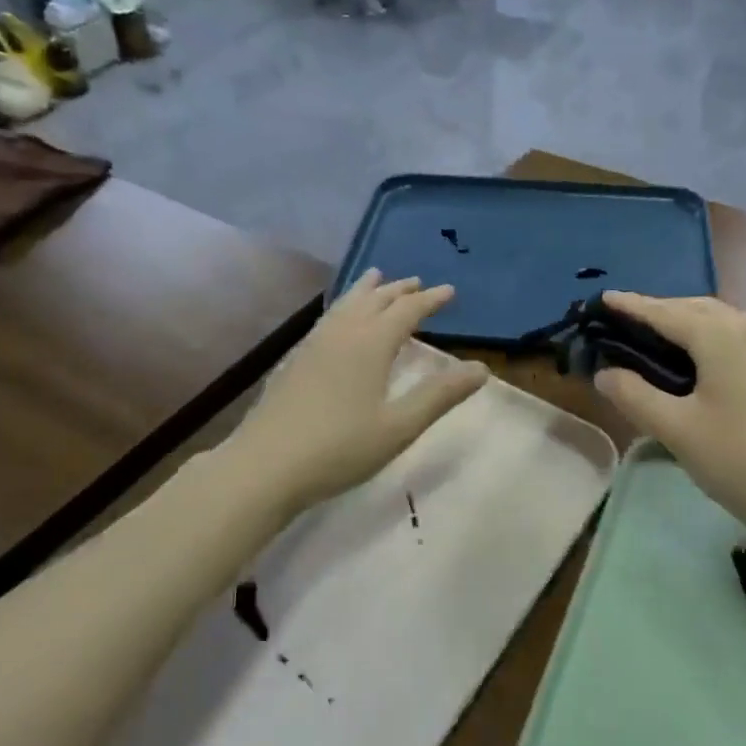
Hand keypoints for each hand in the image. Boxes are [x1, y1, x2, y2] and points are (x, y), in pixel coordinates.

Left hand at [231, 271, 488, 515]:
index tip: (449, 291)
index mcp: (371, 344)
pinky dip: (343, 306)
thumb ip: (439, 395)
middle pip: (374, 300)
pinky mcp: (295, 360)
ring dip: (366, 290)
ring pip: (345, 304)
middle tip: (417, 282)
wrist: (264, 466)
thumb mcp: (399, 427)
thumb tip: (481, 368)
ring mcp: (313, 345)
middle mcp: (342, 334)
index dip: (430, 300)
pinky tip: (338, 320)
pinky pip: (327, 318)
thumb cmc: (339, 448)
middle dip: (398, 289)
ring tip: (375, 278)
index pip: (406, 310)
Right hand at [592, 293, 745, 538]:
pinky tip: (713, 363)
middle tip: (629, 321)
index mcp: (723, 336)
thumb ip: (634, 395)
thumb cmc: (742, 462)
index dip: (632, 305)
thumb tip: (605, 372)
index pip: (666, 312)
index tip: (604, 298)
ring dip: (694, 323)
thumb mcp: (677, 430)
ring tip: (666, 339)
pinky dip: (720, 339)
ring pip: (729, 322)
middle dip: (663, 310)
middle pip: (700, 308)